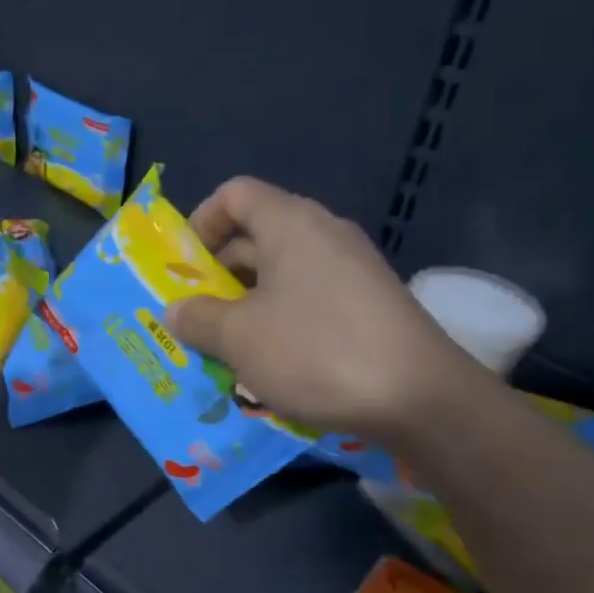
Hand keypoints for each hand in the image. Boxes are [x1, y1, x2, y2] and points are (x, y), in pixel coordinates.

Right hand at [164, 177, 489, 440]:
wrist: (418, 398)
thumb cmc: (315, 351)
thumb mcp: (239, 338)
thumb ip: (198, 319)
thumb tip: (176, 309)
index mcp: (290, 224)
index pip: (235, 194)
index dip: (201, 222)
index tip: (182, 267)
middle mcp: (323, 235)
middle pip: (255, 237)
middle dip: (216, 276)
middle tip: (191, 319)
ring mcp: (350, 272)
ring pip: (280, 277)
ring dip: (244, 308)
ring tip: (221, 350)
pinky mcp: (367, 306)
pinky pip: (308, 302)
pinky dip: (278, 324)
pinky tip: (267, 366)